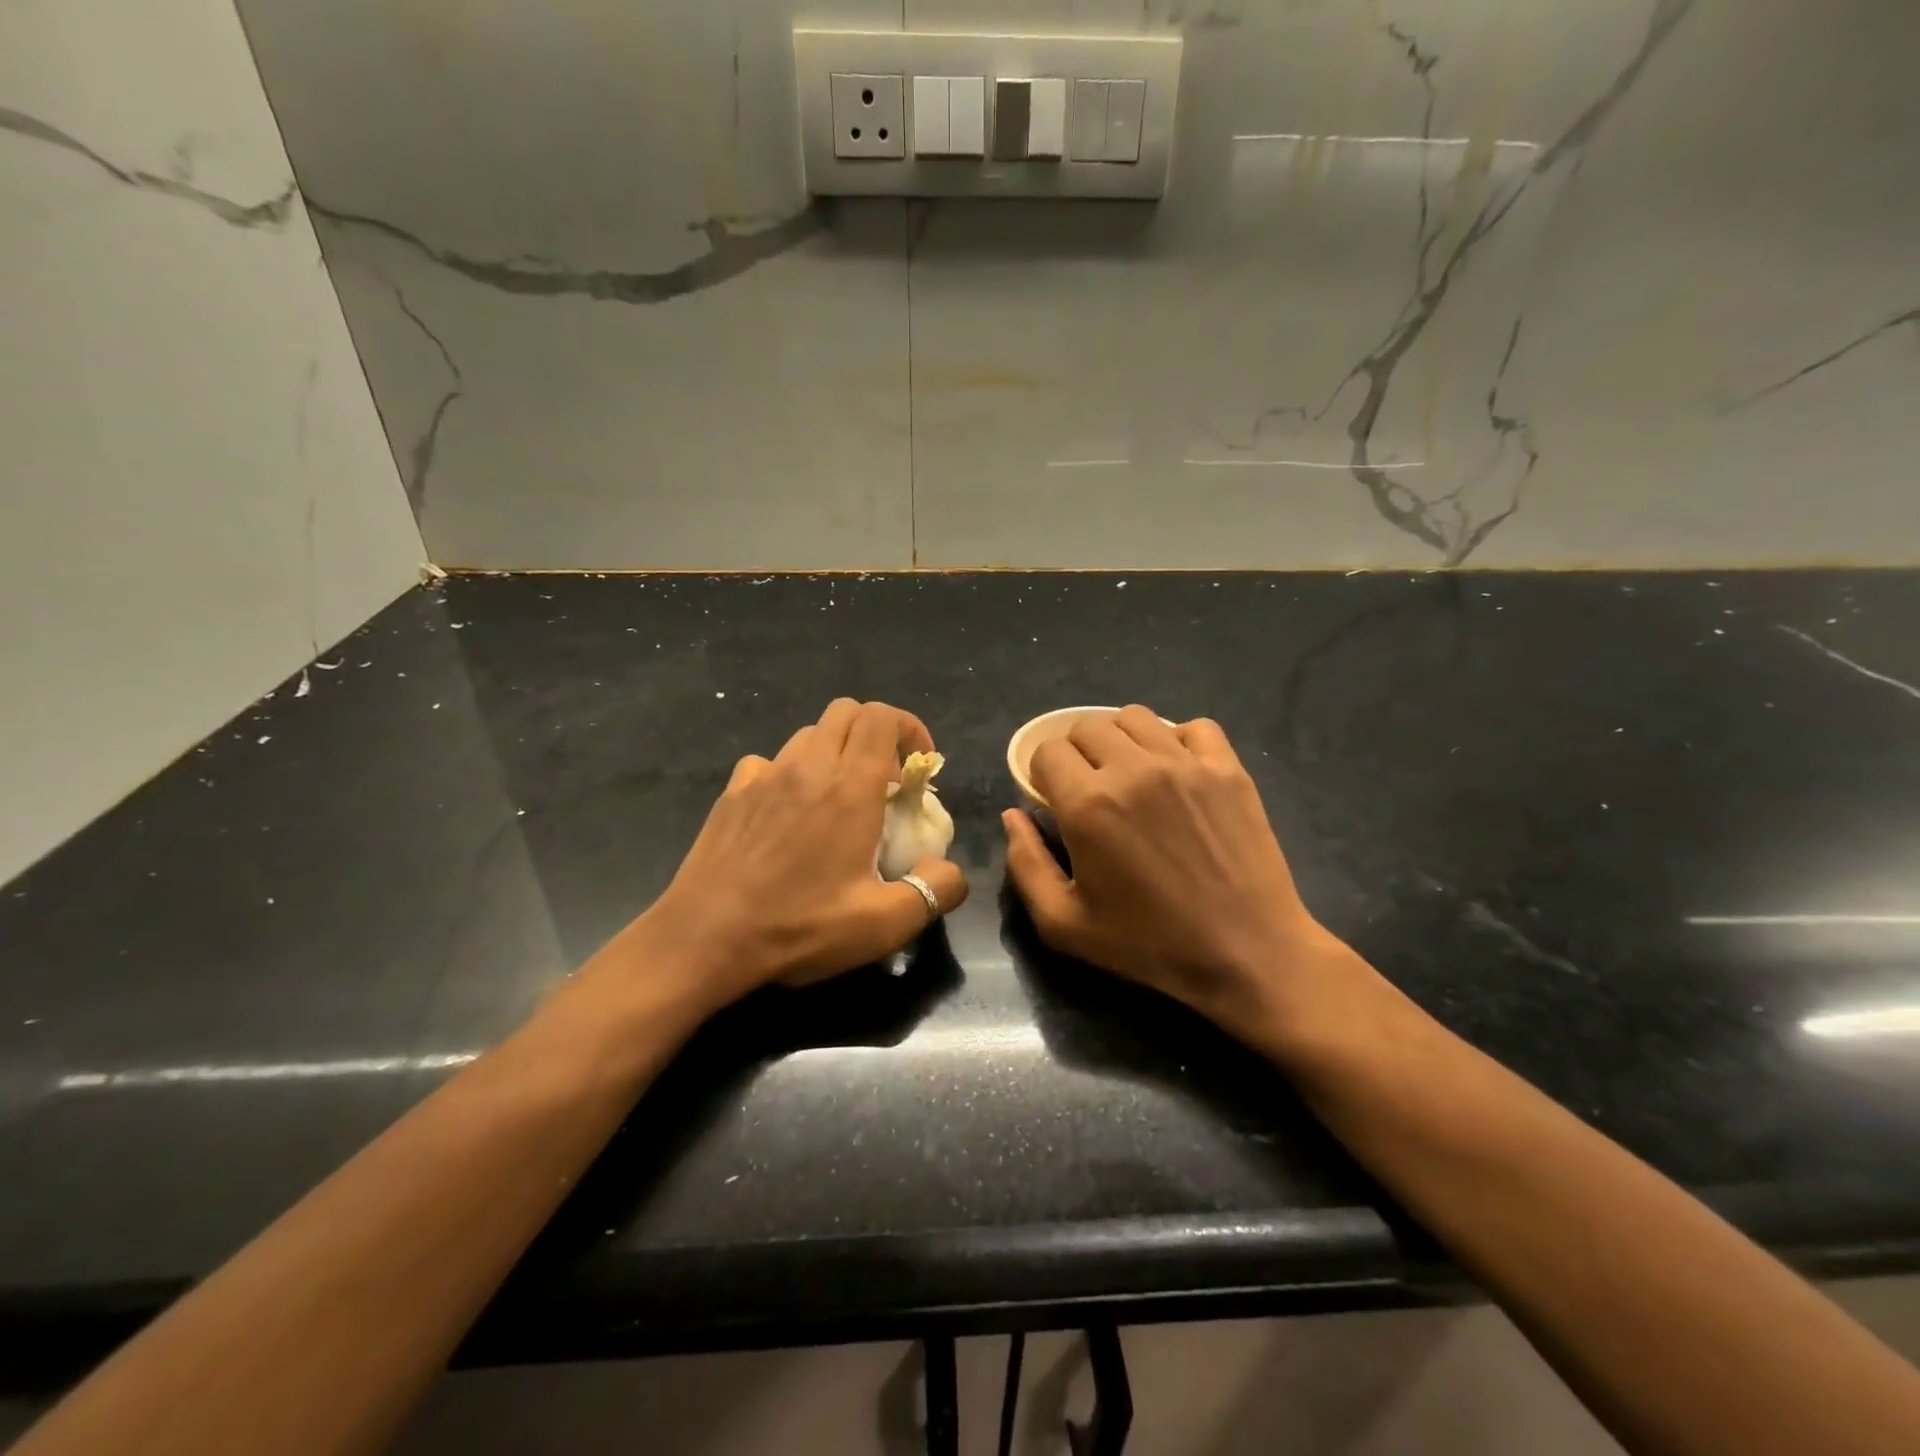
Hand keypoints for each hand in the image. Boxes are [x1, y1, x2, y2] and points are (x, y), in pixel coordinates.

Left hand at [624, 699, 968, 1009]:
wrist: (704, 939)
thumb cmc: (799, 927)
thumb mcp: (883, 924)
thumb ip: (935, 891)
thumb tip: (951, 870)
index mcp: (849, 787)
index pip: (883, 717)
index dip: (910, 728)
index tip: (919, 767)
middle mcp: (807, 766)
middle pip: (847, 712)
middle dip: (876, 733)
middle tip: (885, 780)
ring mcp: (764, 775)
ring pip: (808, 734)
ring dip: (835, 752)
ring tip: (840, 798)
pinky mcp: (733, 793)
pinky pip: (770, 762)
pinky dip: (792, 773)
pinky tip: (789, 814)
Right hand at [1002, 706, 1348, 1042]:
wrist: (1247, 953)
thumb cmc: (1149, 944)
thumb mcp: (1064, 924)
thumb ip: (1025, 864)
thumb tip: (1012, 816)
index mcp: (1088, 804)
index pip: (1047, 751)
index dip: (1042, 773)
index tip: (1054, 799)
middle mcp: (1133, 769)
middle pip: (1086, 727)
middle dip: (1076, 753)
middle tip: (1089, 789)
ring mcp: (1185, 763)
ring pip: (1135, 718)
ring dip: (1120, 740)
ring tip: (1129, 774)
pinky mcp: (1227, 768)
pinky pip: (1193, 727)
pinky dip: (1177, 740)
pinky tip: (1176, 771)